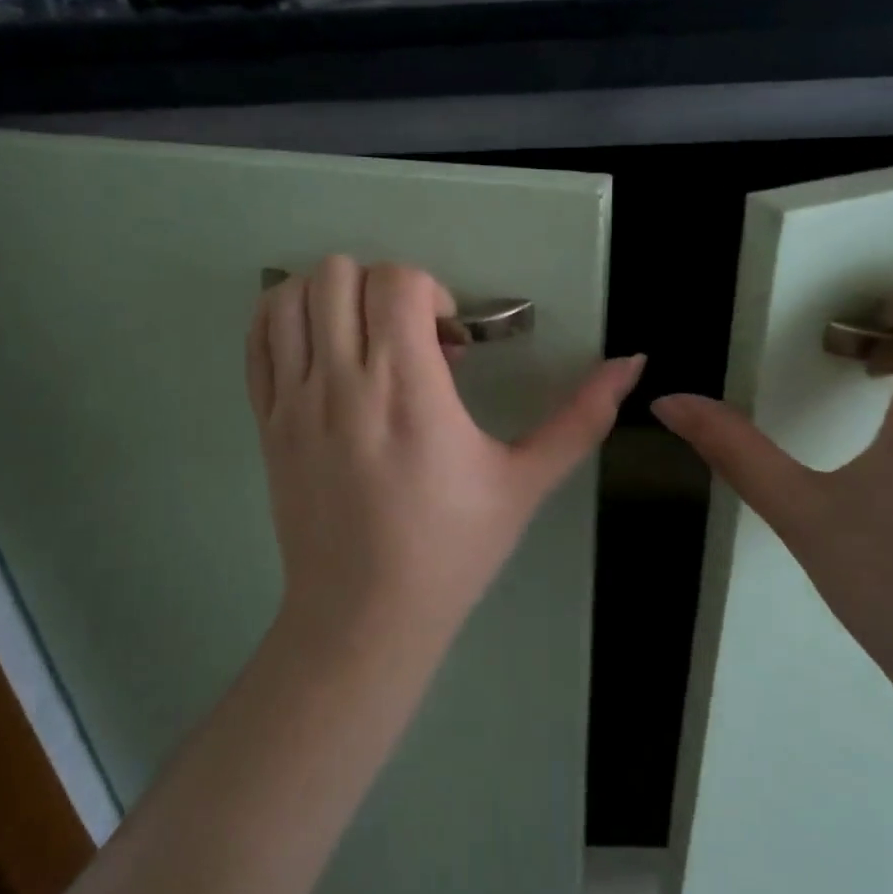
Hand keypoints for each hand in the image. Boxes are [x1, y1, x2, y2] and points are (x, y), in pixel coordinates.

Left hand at [248, 256, 645, 644]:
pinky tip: (322, 348)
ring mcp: (292, 401)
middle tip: (408, 336)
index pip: (397, 281)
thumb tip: (634, 362)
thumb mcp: (525, 483)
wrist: (363, 619)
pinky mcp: (265, 421)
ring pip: (289, 295)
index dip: (430, 291)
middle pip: (338, 274)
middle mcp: (341, 382)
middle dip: (383, 287)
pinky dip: (285, 319)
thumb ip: (581, 418)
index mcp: (407, 390)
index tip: (448, 340)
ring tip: (364, 338)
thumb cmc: (451, 551)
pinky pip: (258, 339)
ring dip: (331, 297)